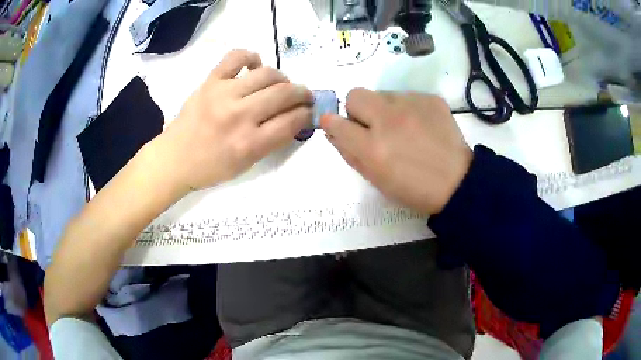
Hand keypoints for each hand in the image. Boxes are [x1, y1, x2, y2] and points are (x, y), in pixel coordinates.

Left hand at [156, 49, 312, 193]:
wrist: (174, 158)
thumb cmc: (210, 168)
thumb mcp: (247, 164)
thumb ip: (273, 141)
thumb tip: (296, 119)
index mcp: (249, 144)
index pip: (292, 121)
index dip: (307, 114)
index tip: (310, 112)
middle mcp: (239, 116)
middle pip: (284, 94)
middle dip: (302, 94)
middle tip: (304, 96)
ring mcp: (223, 94)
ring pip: (267, 73)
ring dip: (282, 78)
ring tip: (280, 84)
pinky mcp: (210, 81)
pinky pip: (236, 57)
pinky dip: (251, 57)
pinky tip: (255, 66)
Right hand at [321, 89, 471, 213]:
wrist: (458, 182)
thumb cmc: (413, 188)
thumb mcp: (376, 179)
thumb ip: (350, 153)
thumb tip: (333, 130)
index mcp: (372, 148)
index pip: (336, 122)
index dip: (333, 124)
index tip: (340, 127)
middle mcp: (389, 119)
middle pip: (355, 95)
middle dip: (358, 110)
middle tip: (373, 127)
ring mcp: (412, 105)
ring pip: (382, 94)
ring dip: (385, 110)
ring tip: (403, 129)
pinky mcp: (431, 98)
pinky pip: (407, 96)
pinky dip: (407, 109)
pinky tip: (421, 126)